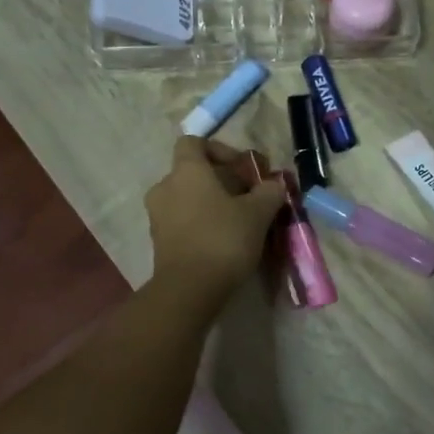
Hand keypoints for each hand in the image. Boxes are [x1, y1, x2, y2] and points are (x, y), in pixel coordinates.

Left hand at [146, 136, 286, 302]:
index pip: (193, 143)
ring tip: (239, 221)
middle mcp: (165, 187)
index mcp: (186, 171)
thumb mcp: (258, 213)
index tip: (243, 168)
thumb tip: (275, 183)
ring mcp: (158, 216)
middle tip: (248, 197)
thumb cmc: (223, 239)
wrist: (189, 290)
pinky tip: (223, 240)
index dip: (220, 150)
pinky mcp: (159, 241)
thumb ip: (269, 192)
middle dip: (221, 180)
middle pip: (193, 172)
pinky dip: (200, 223)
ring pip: (187, 198)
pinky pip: (182, 220)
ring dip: (211, 203)